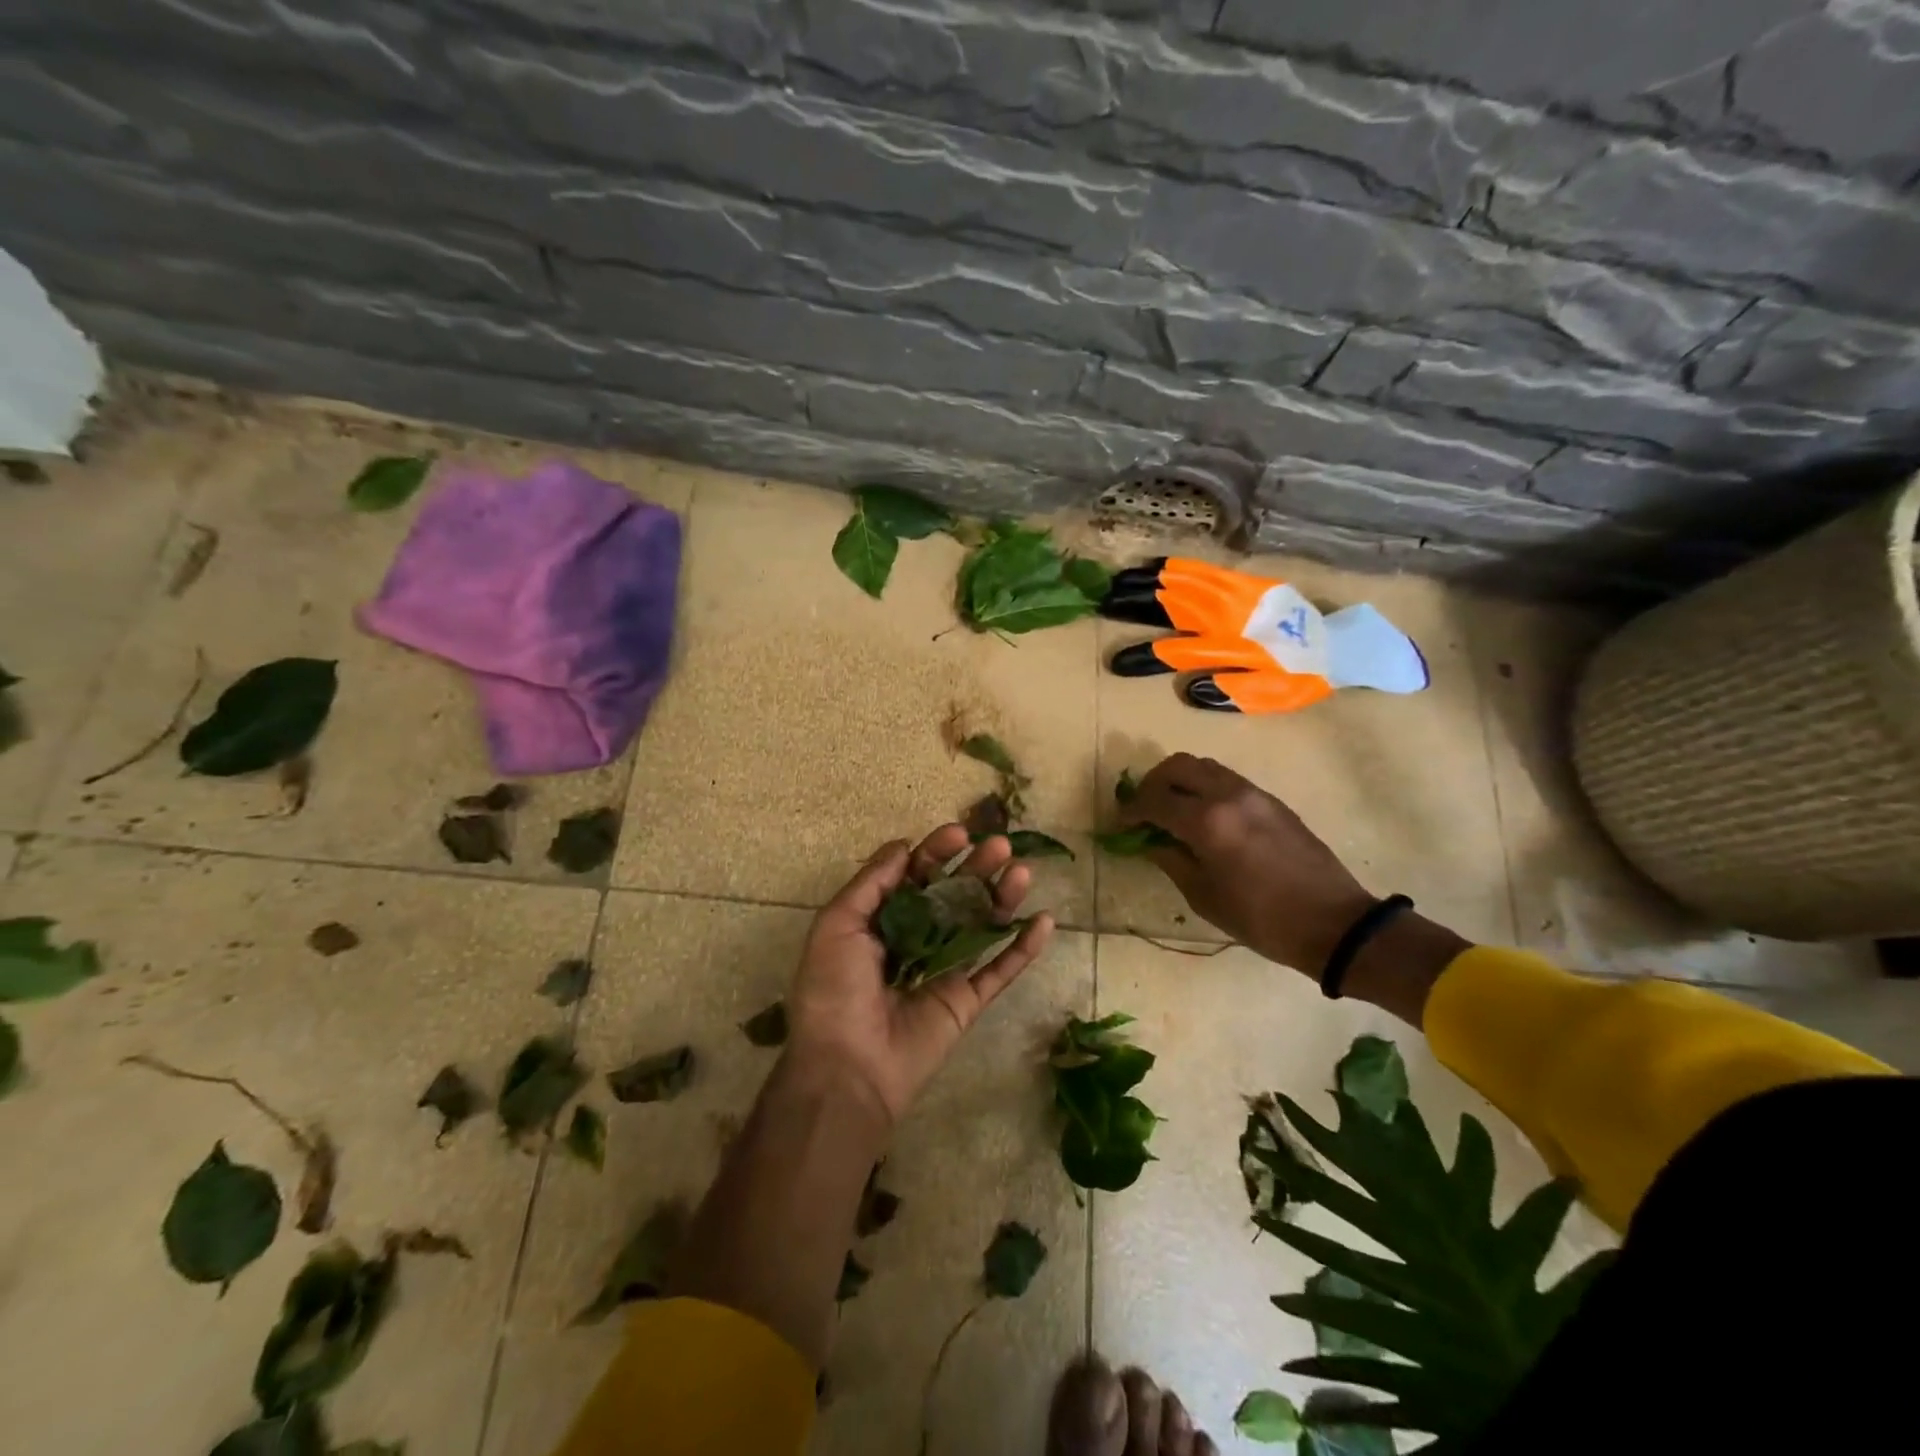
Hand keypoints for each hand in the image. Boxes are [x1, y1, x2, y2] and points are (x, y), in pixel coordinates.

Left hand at [785, 825, 1054, 1126]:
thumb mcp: (837, 925)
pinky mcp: (966, 1002)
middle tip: (1001, 845)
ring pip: (980, 926)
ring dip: (1002, 898)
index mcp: (881, 921)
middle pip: (953, 895)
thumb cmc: (834, 990)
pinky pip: (999, 971)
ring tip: (1022, 872)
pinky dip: (1023, 948)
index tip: (960, 833)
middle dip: (975, 867)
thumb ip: (871, 883)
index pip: (915, 877)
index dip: (936, 852)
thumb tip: (902, 845)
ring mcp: (943, 971)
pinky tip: (1043, 921)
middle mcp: (914, 940)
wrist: (846, 1069)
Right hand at [1123, 754, 1374, 971]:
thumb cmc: (1261, 919)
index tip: (1122, 824)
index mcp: (1206, 822)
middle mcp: (1227, 795)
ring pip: (1204, 766)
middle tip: (1145, 809)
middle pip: (1177, 766)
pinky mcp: (1271, 801)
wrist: (1333, 922)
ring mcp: (1253, 793)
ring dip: (1180, 781)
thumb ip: (1171, 860)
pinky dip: (1205, 787)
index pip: (1154, 800)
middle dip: (1153, 783)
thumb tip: (1149, 842)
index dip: (1131, 811)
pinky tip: (1206, 817)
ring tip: (1173, 809)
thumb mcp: (1204, 896)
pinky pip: (1227, 779)